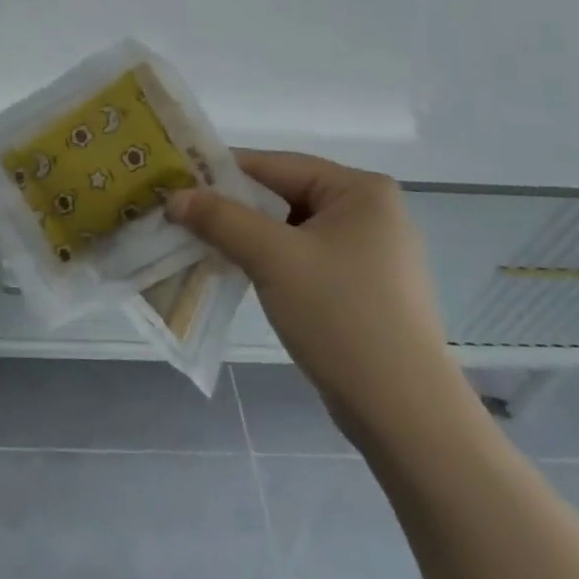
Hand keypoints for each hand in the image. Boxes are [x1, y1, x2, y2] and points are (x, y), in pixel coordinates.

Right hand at [167, 152, 473, 446]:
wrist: (404, 414)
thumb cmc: (342, 316)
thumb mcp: (272, 258)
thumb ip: (220, 218)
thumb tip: (175, 196)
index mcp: (360, 190)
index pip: (275, 165)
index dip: (222, 172)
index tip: (177, 181)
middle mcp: (370, 211)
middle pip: (283, 195)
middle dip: (232, 207)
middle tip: (181, 214)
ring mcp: (369, 252)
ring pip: (290, 229)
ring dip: (246, 236)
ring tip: (199, 243)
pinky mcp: (362, 287)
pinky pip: (303, 257)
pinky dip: (269, 261)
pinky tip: (236, 271)